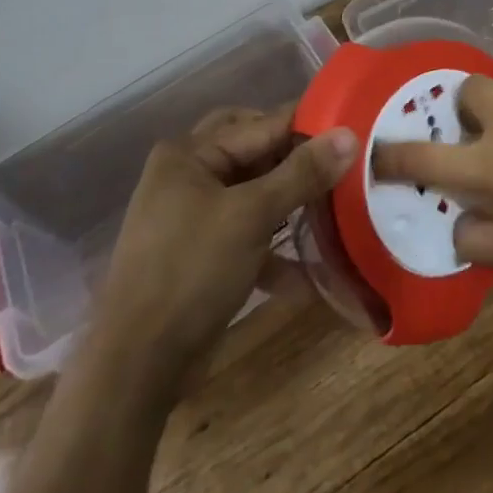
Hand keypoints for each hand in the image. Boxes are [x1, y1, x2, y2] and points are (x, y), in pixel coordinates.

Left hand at [89, 107, 356, 401]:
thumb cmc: (191, 273)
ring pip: (253, 192)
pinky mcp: (199, 254)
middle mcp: (186, 175)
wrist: (136, 368)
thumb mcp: (252, 216)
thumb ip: (303, 173)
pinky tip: (307, 268)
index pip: (262, 124)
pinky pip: (246, 232)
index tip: (355, 132)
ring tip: (334, 208)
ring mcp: (190, 216)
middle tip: (341, 166)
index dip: (309, 127)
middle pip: (256, 153)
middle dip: (297, 161)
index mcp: (189, 154)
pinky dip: (273, 245)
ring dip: (289, 202)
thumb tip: (350, 134)